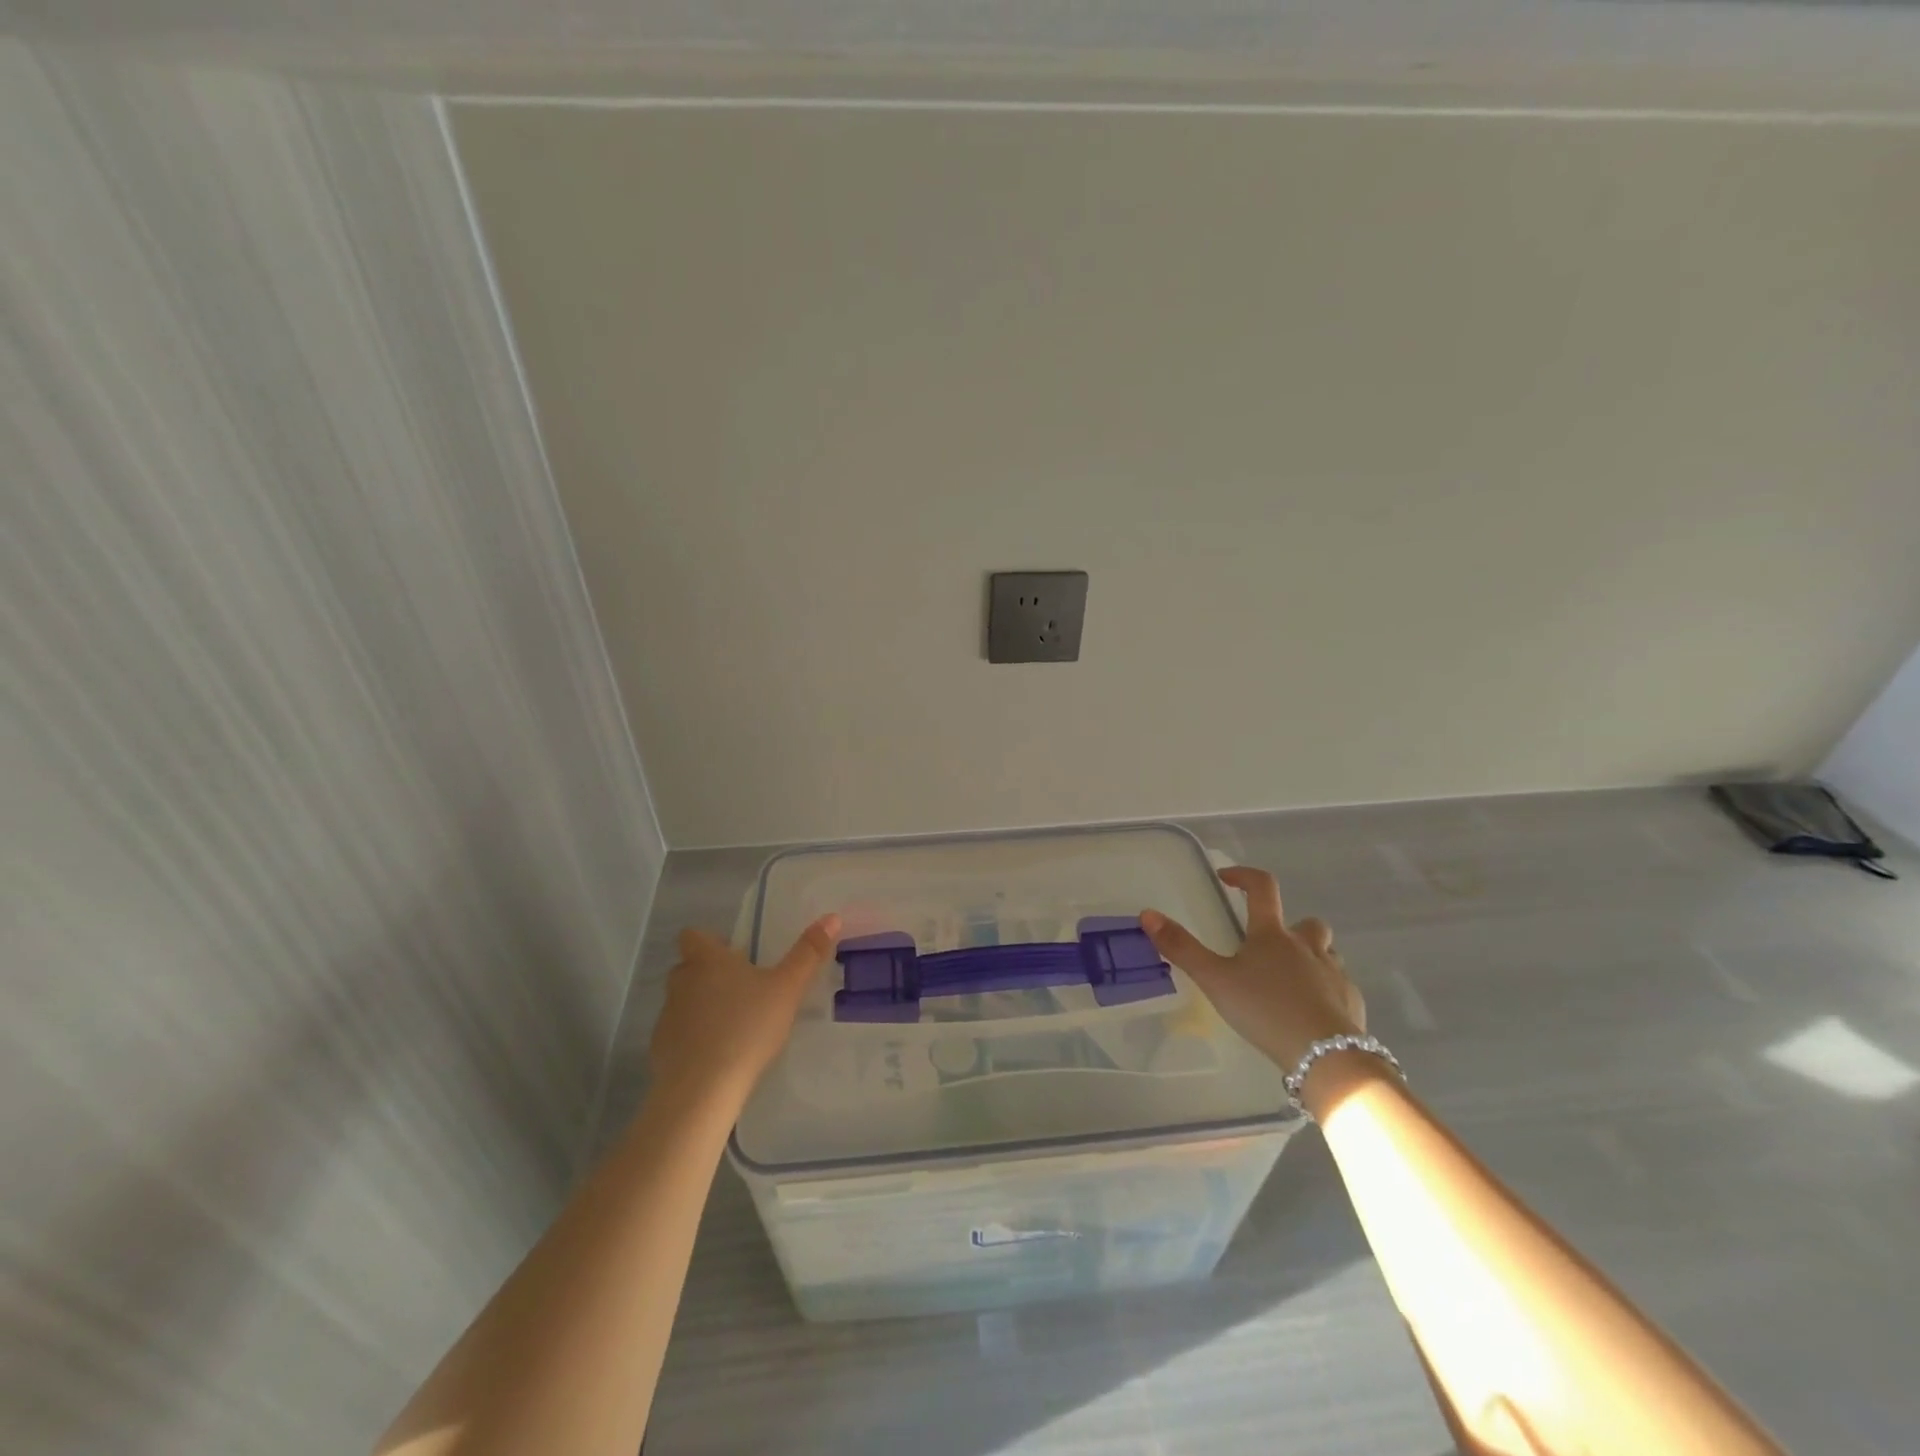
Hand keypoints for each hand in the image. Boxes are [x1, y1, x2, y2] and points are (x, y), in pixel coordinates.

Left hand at [647, 914, 841, 1106]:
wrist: (702, 1088)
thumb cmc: (747, 1027)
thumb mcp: (788, 989)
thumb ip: (808, 954)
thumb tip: (831, 917)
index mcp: (707, 961)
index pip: (692, 935)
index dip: (709, 941)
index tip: (733, 954)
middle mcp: (681, 982)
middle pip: (687, 967)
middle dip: (708, 974)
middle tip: (742, 989)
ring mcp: (666, 1017)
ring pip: (682, 1001)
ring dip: (701, 1007)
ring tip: (733, 1025)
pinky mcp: (660, 1049)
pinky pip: (677, 1034)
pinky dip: (693, 1038)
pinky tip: (717, 1055)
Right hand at [1141, 866, 1363, 1072]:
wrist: (1327, 1056)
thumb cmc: (1265, 1010)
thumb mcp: (1214, 980)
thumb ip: (1181, 948)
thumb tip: (1147, 913)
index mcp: (1272, 935)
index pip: (1263, 887)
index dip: (1244, 876)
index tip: (1227, 878)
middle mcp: (1307, 946)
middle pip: (1307, 922)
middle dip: (1289, 926)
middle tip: (1268, 946)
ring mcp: (1334, 973)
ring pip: (1326, 952)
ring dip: (1310, 956)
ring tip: (1289, 979)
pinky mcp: (1351, 1002)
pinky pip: (1338, 985)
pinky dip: (1324, 989)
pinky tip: (1309, 1012)